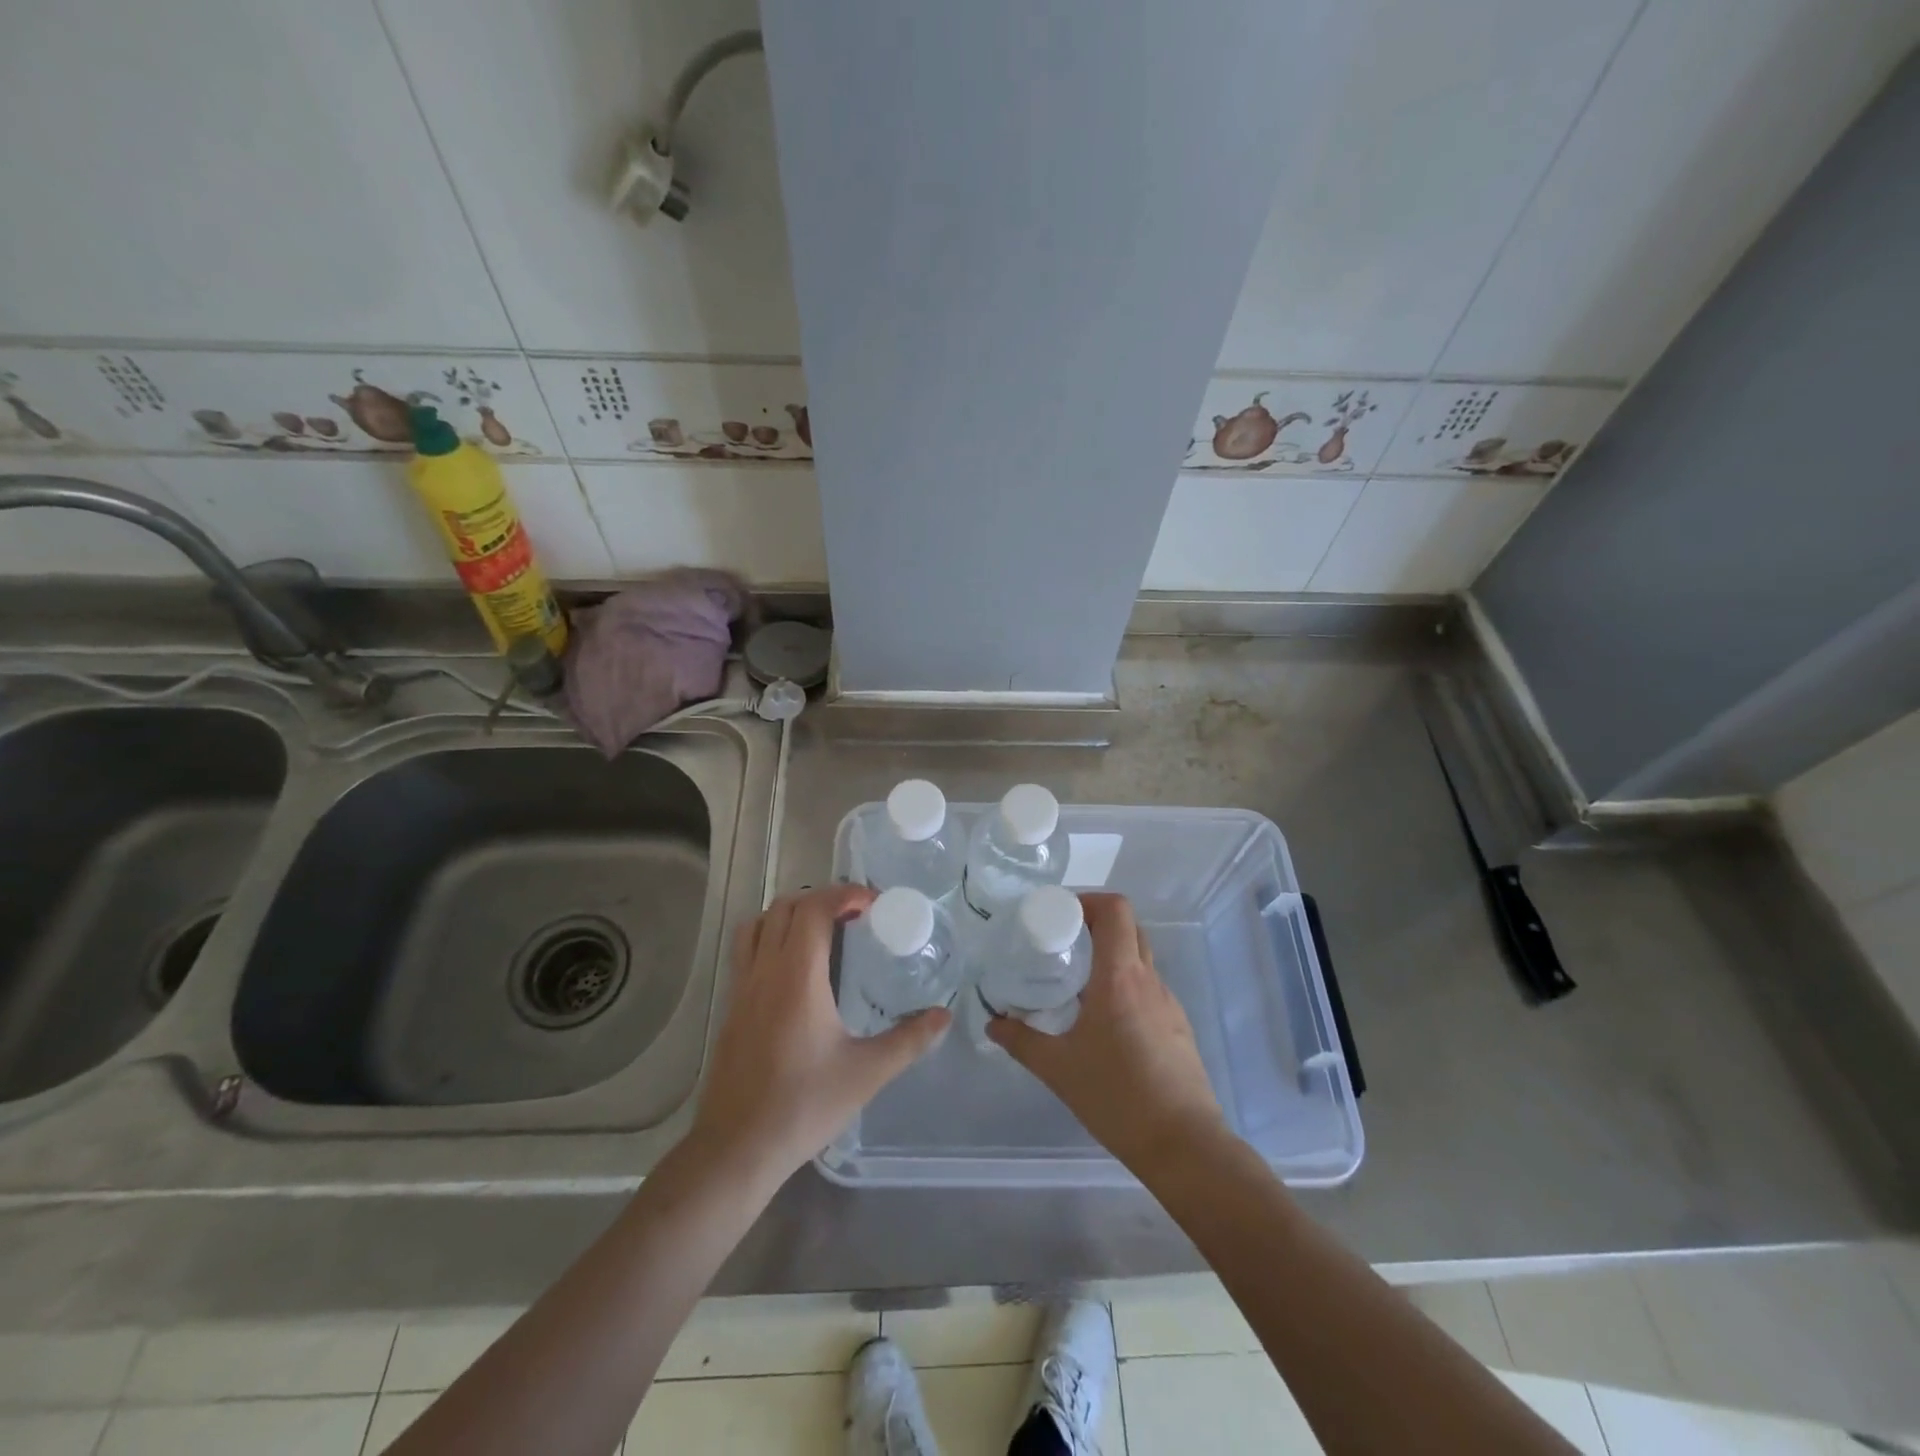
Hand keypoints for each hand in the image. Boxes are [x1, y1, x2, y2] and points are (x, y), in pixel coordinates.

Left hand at [691, 885, 949, 1183]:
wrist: (737, 1148)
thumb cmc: (803, 1105)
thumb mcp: (866, 1073)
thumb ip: (909, 1040)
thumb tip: (944, 1016)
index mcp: (797, 976)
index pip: (814, 908)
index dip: (844, 894)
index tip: (873, 904)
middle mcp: (765, 970)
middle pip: (785, 907)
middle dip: (821, 899)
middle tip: (854, 915)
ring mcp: (741, 988)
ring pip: (758, 925)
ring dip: (790, 914)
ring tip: (822, 932)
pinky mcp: (731, 1008)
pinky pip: (746, 951)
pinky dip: (771, 938)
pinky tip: (794, 970)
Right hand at [988, 892, 1226, 1177]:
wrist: (1183, 1145)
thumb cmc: (1117, 1097)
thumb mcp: (1058, 1068)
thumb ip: (1021, 1041)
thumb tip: (993, 1024)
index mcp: (1120, 976)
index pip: (1115, 910)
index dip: (1089, 900)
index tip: (1060, 913)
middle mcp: (1148, 979)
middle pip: (1129, 927)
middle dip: (1097, 923)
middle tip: (1063, 941)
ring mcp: (1168, 1002)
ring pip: (1140, 957)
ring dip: (1112, 954)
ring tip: (1078, 979)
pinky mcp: (1177, 1026)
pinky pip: (1148, 987)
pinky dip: (1125, 984)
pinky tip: (1104, 1019)